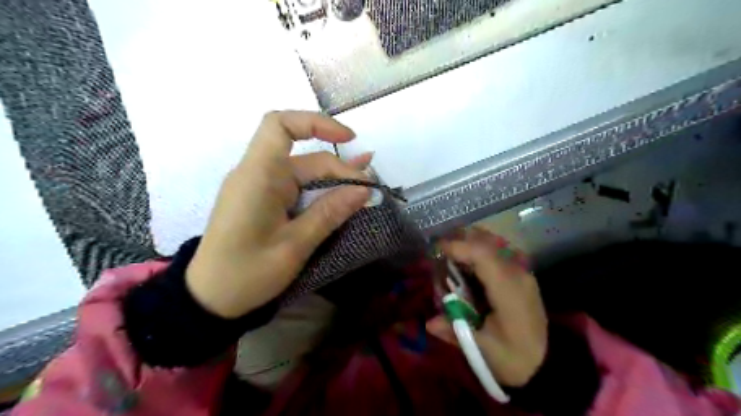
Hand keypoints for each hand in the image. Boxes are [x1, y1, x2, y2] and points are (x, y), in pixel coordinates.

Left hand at [185, 110, 369, 318]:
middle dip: (339, 169)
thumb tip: (364, 190)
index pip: (281, 126)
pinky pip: (296, 188)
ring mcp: (260, 188)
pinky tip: (342, 195)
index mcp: (258, 177)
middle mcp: (258, 175)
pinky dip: (320, 190)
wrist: (209, 298)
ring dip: (333, 178)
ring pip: (303, 173)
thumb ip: (329, 213)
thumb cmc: (246, 274)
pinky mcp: (264, 202)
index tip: (348, 139)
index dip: (316, 123)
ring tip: (365, 183)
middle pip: (304, 157)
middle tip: (368, 188)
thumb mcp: (294, 246)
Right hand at [426, 227, 545, 386]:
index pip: (482, 254)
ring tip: (451, 256)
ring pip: (493, 242)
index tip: (436, 250)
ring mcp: (522, 271)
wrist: (547, 364)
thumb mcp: (483, 349)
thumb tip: (429, 322)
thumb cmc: (513, 357)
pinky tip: (467, 264)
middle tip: (440, 252)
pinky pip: (497, 251)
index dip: (457, 247)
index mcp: (508, 290)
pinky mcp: (520, 274)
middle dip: (461, 240)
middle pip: (488, 241)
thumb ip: (455, 332)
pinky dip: (478, 251)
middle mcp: (517, 273)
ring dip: (470, 243)